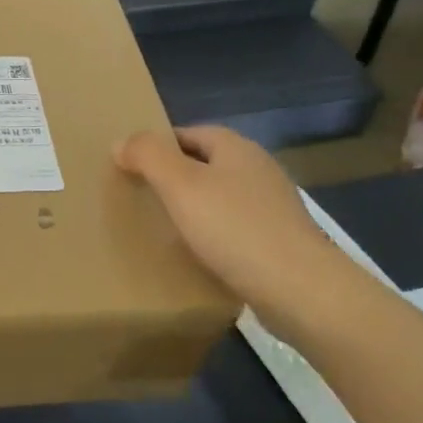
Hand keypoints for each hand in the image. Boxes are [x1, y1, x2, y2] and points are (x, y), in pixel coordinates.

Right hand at [115, 126, 352, 325]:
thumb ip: (148, 156)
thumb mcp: (180, 185)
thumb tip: (121, 142)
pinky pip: (235, 228)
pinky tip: (198, 255)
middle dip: (174, 177)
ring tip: (163, 228)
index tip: (131, 167)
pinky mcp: (279, 241)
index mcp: (236, 148)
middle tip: (141, 198)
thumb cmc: (234, 228)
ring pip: (221, 197)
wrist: (300, 290)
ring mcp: (273, 206)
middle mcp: (258, 169)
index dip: (158, 146)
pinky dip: (213, 235)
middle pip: (206, 163)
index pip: (188, 133)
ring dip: (194, 208)